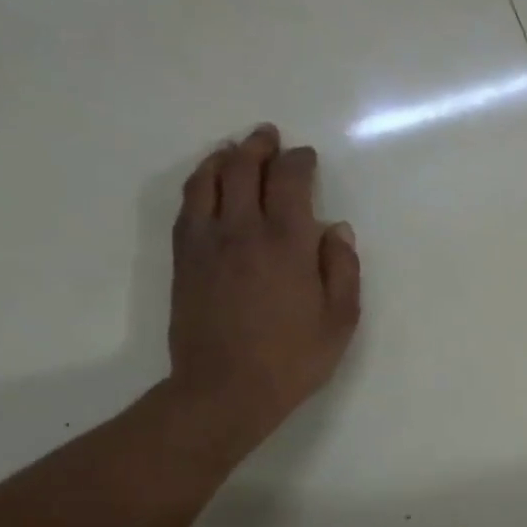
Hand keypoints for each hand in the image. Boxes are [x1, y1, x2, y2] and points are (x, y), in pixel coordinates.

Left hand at [165, 125, 360, 462]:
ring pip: (209, 179)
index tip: (307, 158)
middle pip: (244, 168)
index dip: (299, 162)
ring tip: (236, 149)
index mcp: (286, 242)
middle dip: (260, 147)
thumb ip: (343, 269)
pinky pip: (188, 205)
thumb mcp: (340, 320)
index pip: (289, 180)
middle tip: (270, 137)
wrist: (225, 389)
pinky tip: (207, 183)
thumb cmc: (293, 359)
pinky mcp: (184, 259)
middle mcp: (242, 229)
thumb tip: (336, 229)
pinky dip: (199, 182)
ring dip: (225, 157)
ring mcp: (207, 241)